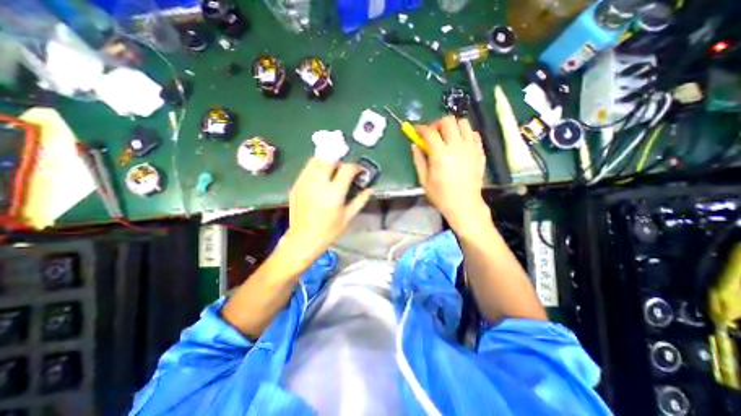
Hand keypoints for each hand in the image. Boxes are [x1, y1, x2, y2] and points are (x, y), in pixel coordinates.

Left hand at [287, 158, 373, 264]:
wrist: (302, 239)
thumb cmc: (328, 231)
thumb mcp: (348, 217)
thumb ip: (360, 200)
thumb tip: (371, 189)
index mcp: (334, 192)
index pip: (347, 169)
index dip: (356, 167)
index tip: (359, 171)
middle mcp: (318, 183)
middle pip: (330, 159)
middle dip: (340, 162)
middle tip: (345, 170)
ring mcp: (304, 182)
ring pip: (316, 160)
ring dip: (327, 162)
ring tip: (332, 171)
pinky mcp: (295, 185)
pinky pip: (306, 169)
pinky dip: (316, 168)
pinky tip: (320, 178)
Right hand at [414, 115, 489, 235]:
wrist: (464, 205)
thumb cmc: (441, 195)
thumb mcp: (424, 180)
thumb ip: (418, 160)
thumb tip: (415, 145)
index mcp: (440, 155)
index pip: (430, 132)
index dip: (421, 128)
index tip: (417, 130)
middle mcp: (457, 147)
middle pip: (448, 121)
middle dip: (437, 124)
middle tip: (433, 134)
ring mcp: (471, 148)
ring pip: (463, 123)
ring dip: (453, 126)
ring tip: (447, 136)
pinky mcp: (480, 152)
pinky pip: (474, 134)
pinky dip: (465, 134)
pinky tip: (460, 143)